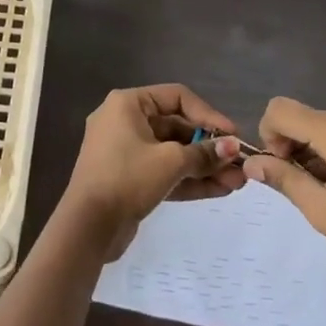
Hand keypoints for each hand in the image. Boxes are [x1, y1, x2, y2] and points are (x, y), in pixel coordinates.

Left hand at [60, 84, 245, 258]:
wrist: (87, 228)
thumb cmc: (126, 179)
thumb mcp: (170, 162)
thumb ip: (204, 153)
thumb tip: (233, 147)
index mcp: (128, 104)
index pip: (177, 97)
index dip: (208, 114)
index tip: (232, 135)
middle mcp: (125, 121)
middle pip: (176, 127)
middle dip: (209, 148)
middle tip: (238, 164)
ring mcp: (126, 152)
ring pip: (172, 153)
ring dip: (203, 167)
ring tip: (237, 182)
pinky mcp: (129, 179)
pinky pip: (163, 172)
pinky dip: (188, 180)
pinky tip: (219, 191)